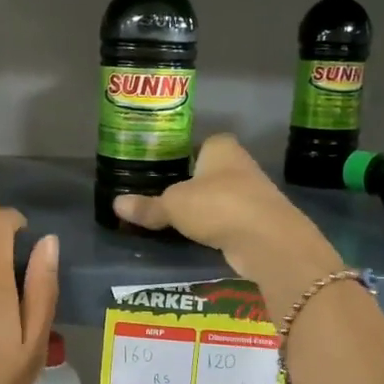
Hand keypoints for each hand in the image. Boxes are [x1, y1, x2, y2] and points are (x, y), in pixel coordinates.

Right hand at [112, 134, 343, 309]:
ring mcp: (253, 193)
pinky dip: (215, 228)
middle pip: (209, 171)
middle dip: (191, 183)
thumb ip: (148, 206)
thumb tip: (116, 205)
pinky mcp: (258, 221)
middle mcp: (240, 164)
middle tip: (160, 196)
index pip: (199, 143)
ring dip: (204, 208)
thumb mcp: (174, 205)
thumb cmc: (218, 206)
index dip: (182, 154)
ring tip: (174, 220)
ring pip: (220, 197)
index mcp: (221, 147)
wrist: (267, 240)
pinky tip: (197, 238)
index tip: (162, 169)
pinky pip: (228, 220)